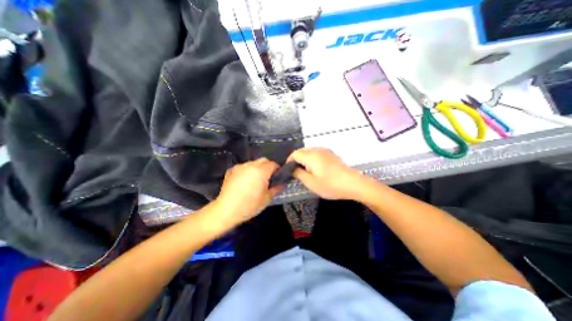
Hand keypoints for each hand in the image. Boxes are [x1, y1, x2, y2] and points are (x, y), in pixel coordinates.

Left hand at [214, 158, 282, 225]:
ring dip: (257, 168)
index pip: (273, 164)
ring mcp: (240, 166)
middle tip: (268, 178)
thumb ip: (277, 188)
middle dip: (268, 166)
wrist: (226, 210)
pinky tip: (244, 181)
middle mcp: (251, 165)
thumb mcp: (267, 199)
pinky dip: (247, 171)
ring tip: (255, 180)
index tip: (277, 176)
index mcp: (261, 171)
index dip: (277, 169)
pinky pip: (243, 167)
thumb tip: (283, 184)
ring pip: (253, 163)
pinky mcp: (231, 170)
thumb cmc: (249, 205)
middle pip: (263, 160)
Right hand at [287, 147, 366, 197]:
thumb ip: (299, 174)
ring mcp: (326, 151)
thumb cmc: (331, 185)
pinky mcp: (331, 154)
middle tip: (296, 172)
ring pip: (309, 151)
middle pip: (301, 151)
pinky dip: (312, 159)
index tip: (289, 171)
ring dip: (304, 159)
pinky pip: (317, 153)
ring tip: (306, 171)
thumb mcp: (311, 183)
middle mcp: (318, 150)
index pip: (294, 154)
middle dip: (296, 160)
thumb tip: (292, 168)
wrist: (354, 184)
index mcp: (311, 156)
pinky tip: (316, 169)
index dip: (289, 161)